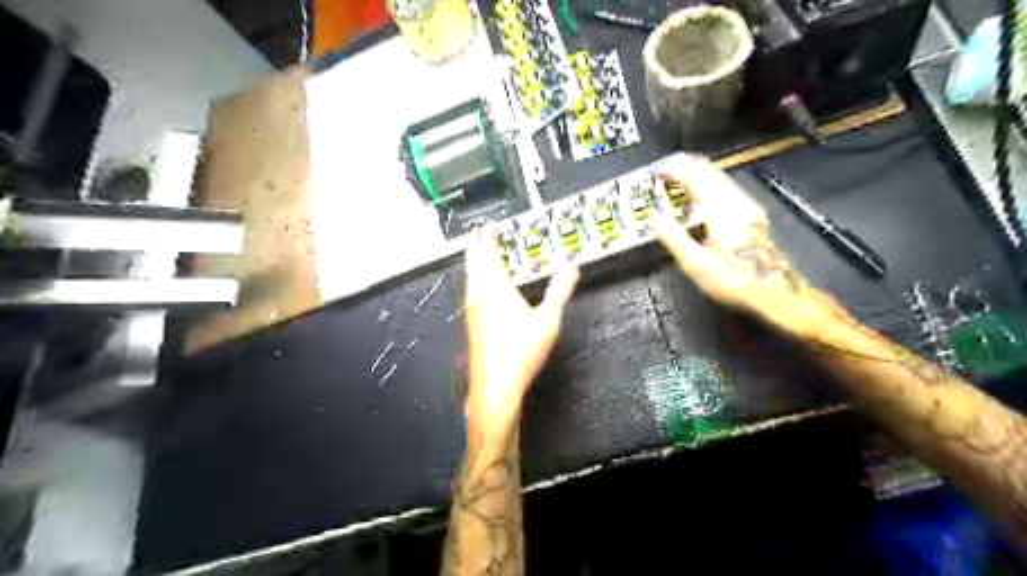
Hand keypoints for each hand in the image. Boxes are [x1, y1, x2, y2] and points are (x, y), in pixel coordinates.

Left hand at [464, 227, 575, 434]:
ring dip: (475, 261)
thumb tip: (572, 265)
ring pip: (470, 277)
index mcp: (495, 287)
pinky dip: (475, 277)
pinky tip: (482, 287)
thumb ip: (560, 290)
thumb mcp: (548, 319)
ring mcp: (472, 309)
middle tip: (479, 233)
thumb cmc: (522, 350)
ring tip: (480, 254)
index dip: (489, 237)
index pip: (490, 254)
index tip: (489, 224)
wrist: (495, 385)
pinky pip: (471, 289)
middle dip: (476, 245)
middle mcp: (479, 294)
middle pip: (474, 262)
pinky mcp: (471, 322)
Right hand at [657, 158, 849, 342]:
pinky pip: (728, 188)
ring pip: (721, 178)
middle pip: (711, 171)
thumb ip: (673, 237)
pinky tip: (703, 197)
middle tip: (665, 175)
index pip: (694, 178)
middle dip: (686, 169)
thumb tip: (655, 216)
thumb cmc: (734, 281)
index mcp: (721, 210)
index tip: (656, 174)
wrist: (778, 293)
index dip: (674, 172)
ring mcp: (749, 207)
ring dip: (698, 176)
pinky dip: (710, 185)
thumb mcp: (696, 264)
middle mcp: (737, 201)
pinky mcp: (753, 215)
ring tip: (678, 182)